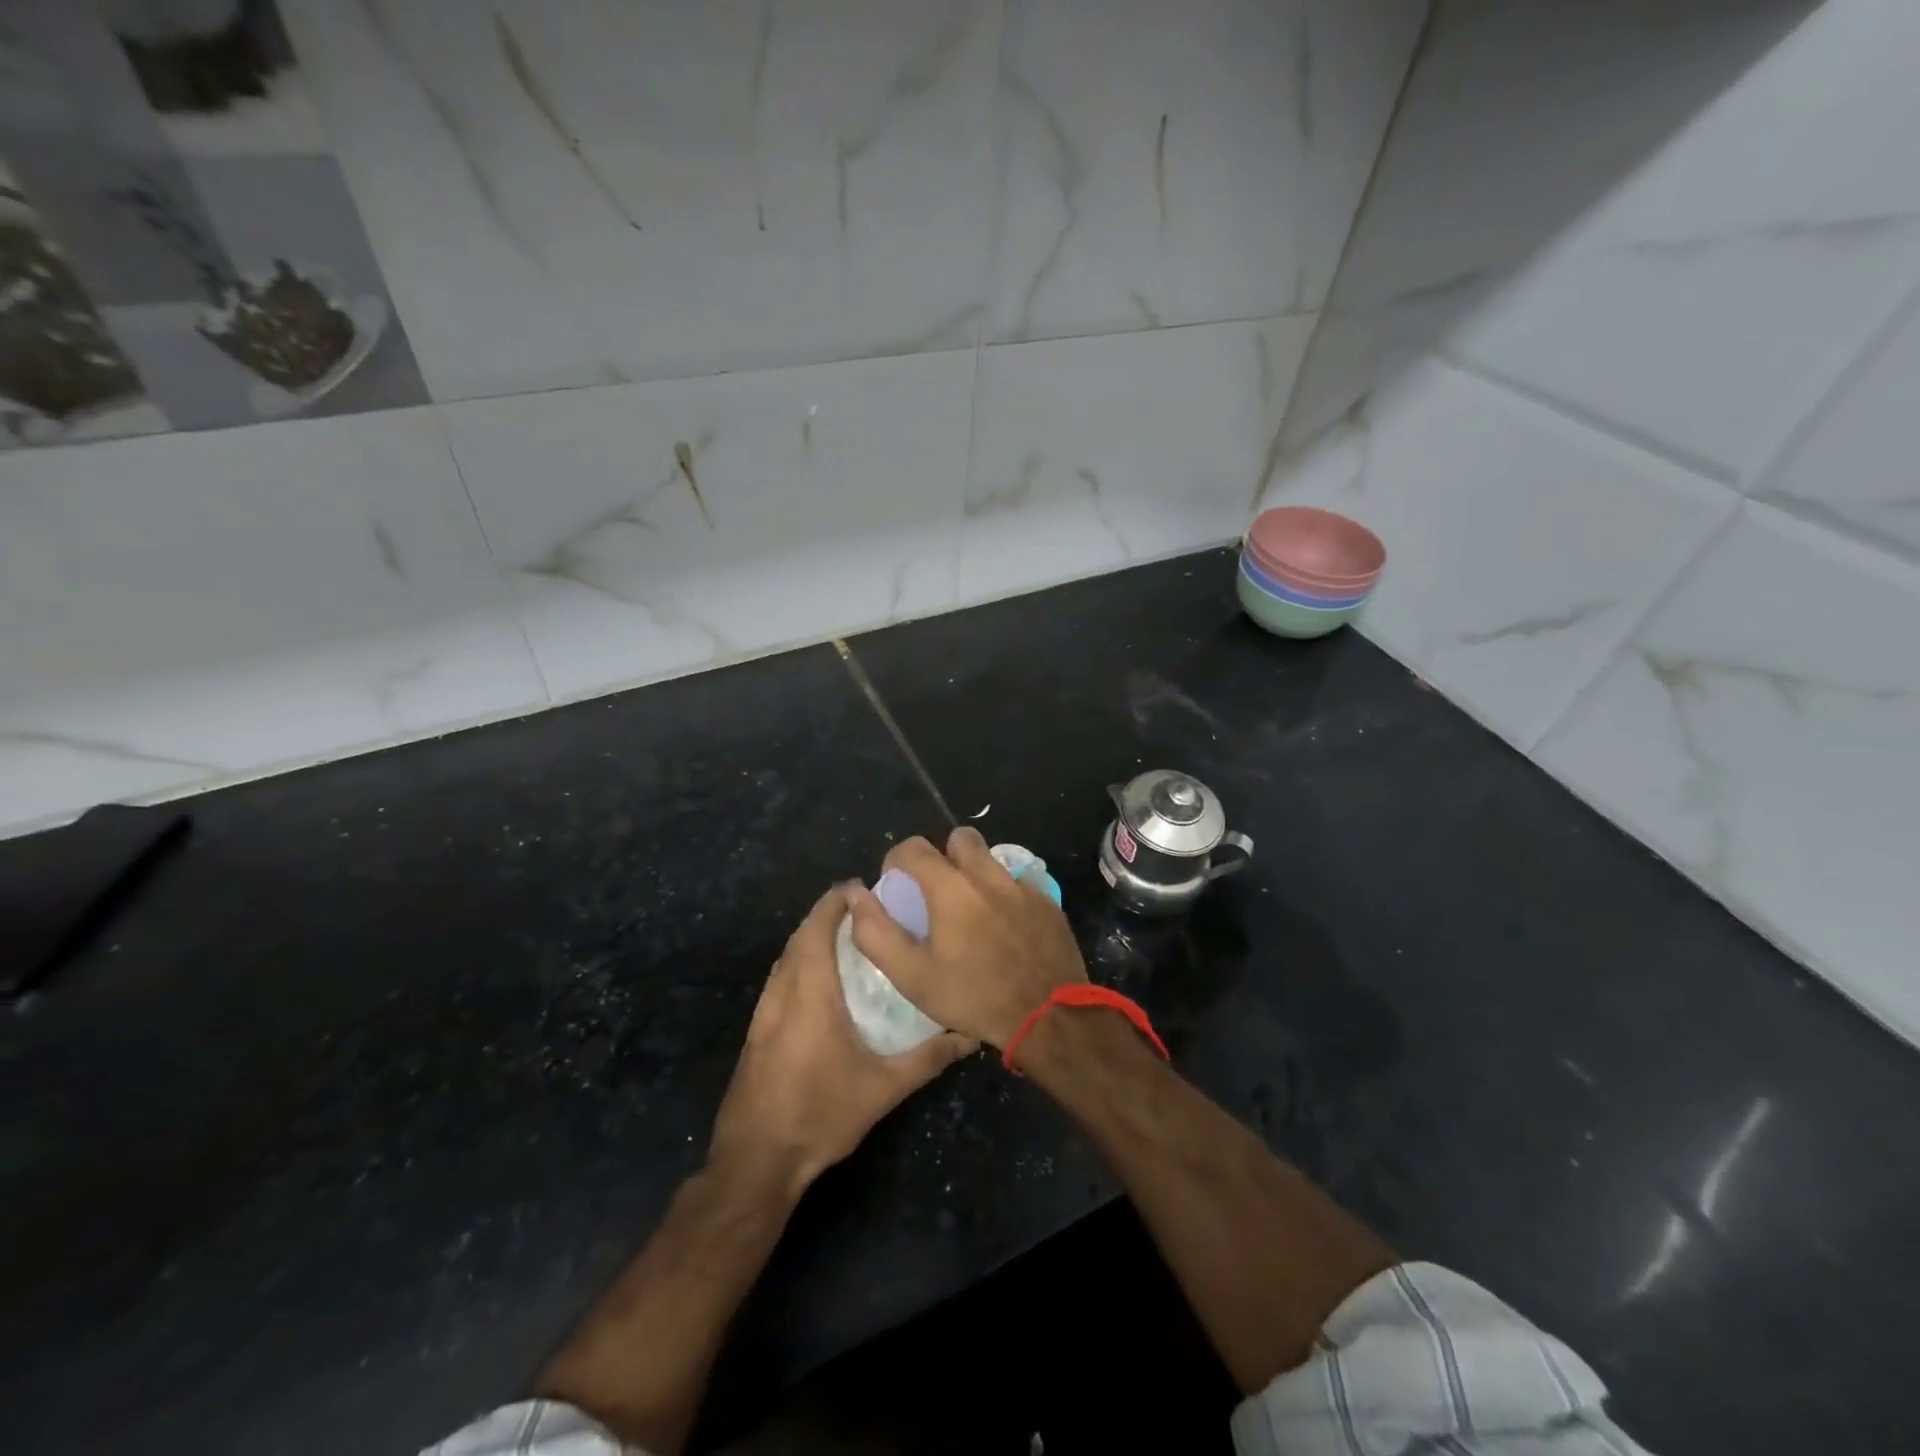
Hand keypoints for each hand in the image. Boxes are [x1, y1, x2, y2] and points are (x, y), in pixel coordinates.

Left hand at [707, 884, 975, 1198]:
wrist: (755, 1161)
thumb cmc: (819, 1115)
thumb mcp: (882, 1090)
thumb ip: (927, 1059)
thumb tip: (969, 1036)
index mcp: (810, 994)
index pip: (817, 930)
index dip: (835, 903)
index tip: (861, 888)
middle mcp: (782, 993)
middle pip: (799, 937)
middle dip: (825, 914)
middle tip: (861, 908)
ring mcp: (763, 1013)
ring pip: (785, 958)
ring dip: (809, 937)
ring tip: (844, 935)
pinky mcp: (756, 1032)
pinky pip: (778, 979)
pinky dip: (797, 962)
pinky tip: (818, 981)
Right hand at [848, 827, 1087, 1048]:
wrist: (1048, 1016)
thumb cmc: (974, 996)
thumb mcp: (912, 976)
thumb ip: (876, 933)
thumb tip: (856, 897)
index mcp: (950, 887)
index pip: (914, 847)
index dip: (898, 860)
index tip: (896, 883)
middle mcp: (987, 874)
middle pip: (960, 839)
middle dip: (943, 855)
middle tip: (938, 890)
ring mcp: (1022, 886)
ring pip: (992, 859)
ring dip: (976, 873)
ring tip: (971, 910)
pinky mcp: (1047, 901)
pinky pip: (1020, 882)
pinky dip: (1007, 894)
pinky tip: (1006, 925)